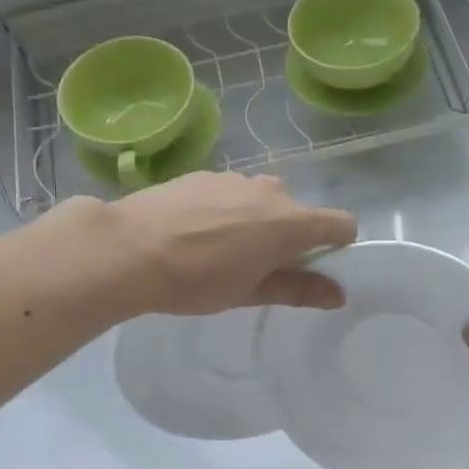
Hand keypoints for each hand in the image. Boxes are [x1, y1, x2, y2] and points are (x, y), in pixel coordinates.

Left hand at [102, 172, 356, 316]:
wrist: (127, 249)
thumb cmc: (196, 280)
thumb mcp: (250, 292)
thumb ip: (299, 289)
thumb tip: (338, 294)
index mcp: (290, 222)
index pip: (341, 223)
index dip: (338, 245)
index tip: (316, 266)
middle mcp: (270, 191)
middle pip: (298, 212)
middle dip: (288, 237)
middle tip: (258, 267)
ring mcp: (235, 178)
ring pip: (263, 200)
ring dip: (256, 221)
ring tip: (219, 250)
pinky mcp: (203, 173)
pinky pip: (231, 193)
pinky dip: (226, 210)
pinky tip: (194, 232)